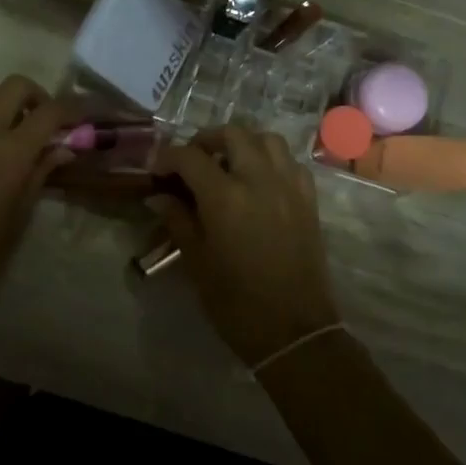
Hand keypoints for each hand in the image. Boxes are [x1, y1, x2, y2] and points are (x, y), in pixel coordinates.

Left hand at [0, 76, 76, 299]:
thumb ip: (41, 173)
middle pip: (16, 85)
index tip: (81, 116)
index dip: (72, 108)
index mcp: (13, 152)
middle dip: (36, 96)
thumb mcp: (20, 214)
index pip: (51, 112)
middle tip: (41, 119)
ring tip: (4, 120)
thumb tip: (63, 149)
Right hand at [151, 125, 340, 369]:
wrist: (294, 331)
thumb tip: (158, 196)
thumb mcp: (197, 261)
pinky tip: (258, 180)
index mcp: (226, 197)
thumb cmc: (236, 302)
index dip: (167, 156)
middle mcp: (260, 180)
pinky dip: (270, 159)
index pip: (190, 156)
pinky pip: (290, 162)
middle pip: (232, 133)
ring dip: (242, 142)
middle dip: (206, 140)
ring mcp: (289, 186)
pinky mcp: (308, 199)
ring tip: (227, 163)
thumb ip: (178, 220)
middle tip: (192, 161)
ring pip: (266, 139)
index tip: (156, 168)